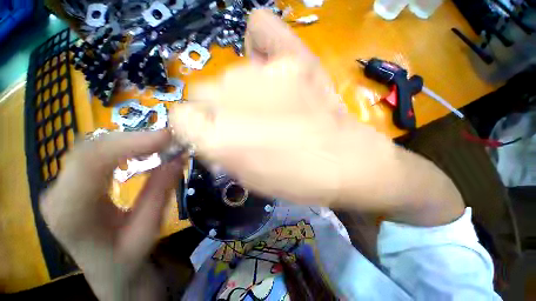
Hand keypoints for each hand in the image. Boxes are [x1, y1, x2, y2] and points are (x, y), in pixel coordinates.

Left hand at [40, 130, 182, 299]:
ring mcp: (59, 185)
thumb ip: (161, 191)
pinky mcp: (69, 181)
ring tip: (159, 144)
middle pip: (90, 150)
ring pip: (91, 148)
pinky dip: (122, 147)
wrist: (106, 269)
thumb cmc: (126, 257)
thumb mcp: (148, 229)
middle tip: (169, 138)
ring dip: (128, 142)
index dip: (130, 143)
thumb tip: (178, 157)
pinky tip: (140, 151)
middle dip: (133, 139)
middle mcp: (56, 193)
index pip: (91, 162)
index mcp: (70, 213)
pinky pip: (94, 154)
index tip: (167, 136)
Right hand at [170, 10, 395, 205]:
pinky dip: (260, 44)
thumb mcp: (249, 177)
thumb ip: (219, 152)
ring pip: (229, 74)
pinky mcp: (294, 59)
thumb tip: (205, 131)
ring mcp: (264, 75)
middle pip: (202, 91)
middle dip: (217, 110)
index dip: (194, 127)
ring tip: (269, 107)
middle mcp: (231, 101)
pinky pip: (261, 31)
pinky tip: (272, 66)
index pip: (180, 117)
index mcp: (219, 139)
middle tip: (246, 123)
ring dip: (240, 92)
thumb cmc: (296, 179)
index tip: (212, 133)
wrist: (344, 163)